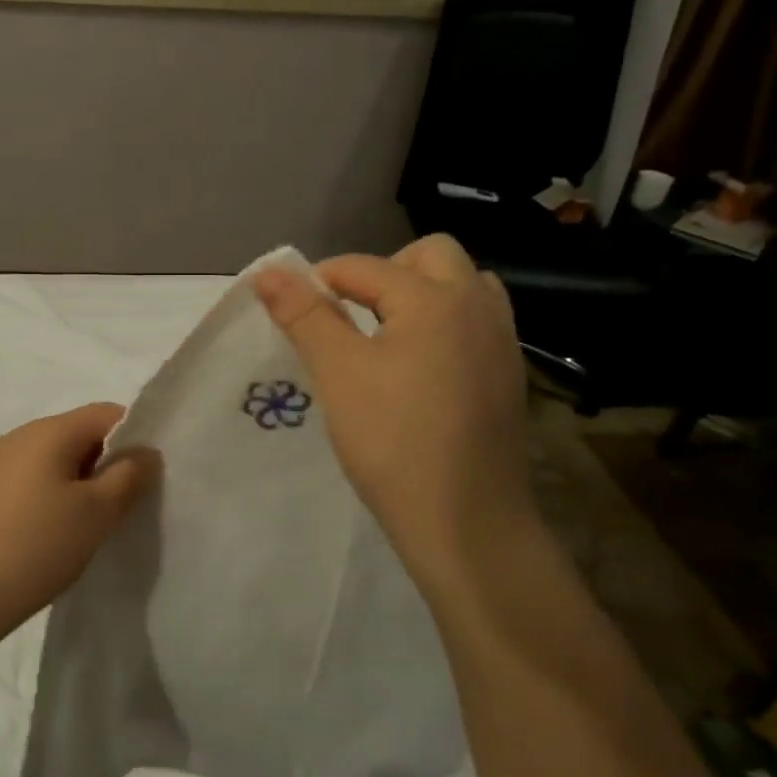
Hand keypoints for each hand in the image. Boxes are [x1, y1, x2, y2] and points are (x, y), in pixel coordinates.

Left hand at [0, 403, 159, 645]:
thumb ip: (130, 475)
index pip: (106, 413)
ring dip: (79, 476)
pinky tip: (54, 525)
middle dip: (106, 459)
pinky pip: (32, 472)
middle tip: (122, 502)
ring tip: (88, 519)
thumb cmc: (40, 546)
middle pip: (79, 431)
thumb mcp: (98, 512)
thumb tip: (145, 452)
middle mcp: (20, 434)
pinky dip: (53, 488)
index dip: (134, 436)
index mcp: (49, 430)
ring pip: (55, 454)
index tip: (145, 474)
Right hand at [254, 236, 536, 580]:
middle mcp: (477, 306)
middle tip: (348, 312)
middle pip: (431, 255)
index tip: (293, 309)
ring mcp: (502, 342)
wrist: (467, 521)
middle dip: (384, 271)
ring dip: (421, 292)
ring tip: (386, 333)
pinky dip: (444, 323)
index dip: (321, 280)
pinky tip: (418, 367)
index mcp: (435, 298)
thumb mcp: (338, 373)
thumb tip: (267, 273)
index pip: (365, 266)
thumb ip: (304, 315)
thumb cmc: (392, 441)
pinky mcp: (509, 376)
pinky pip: (476, 323)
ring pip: (463, 286)